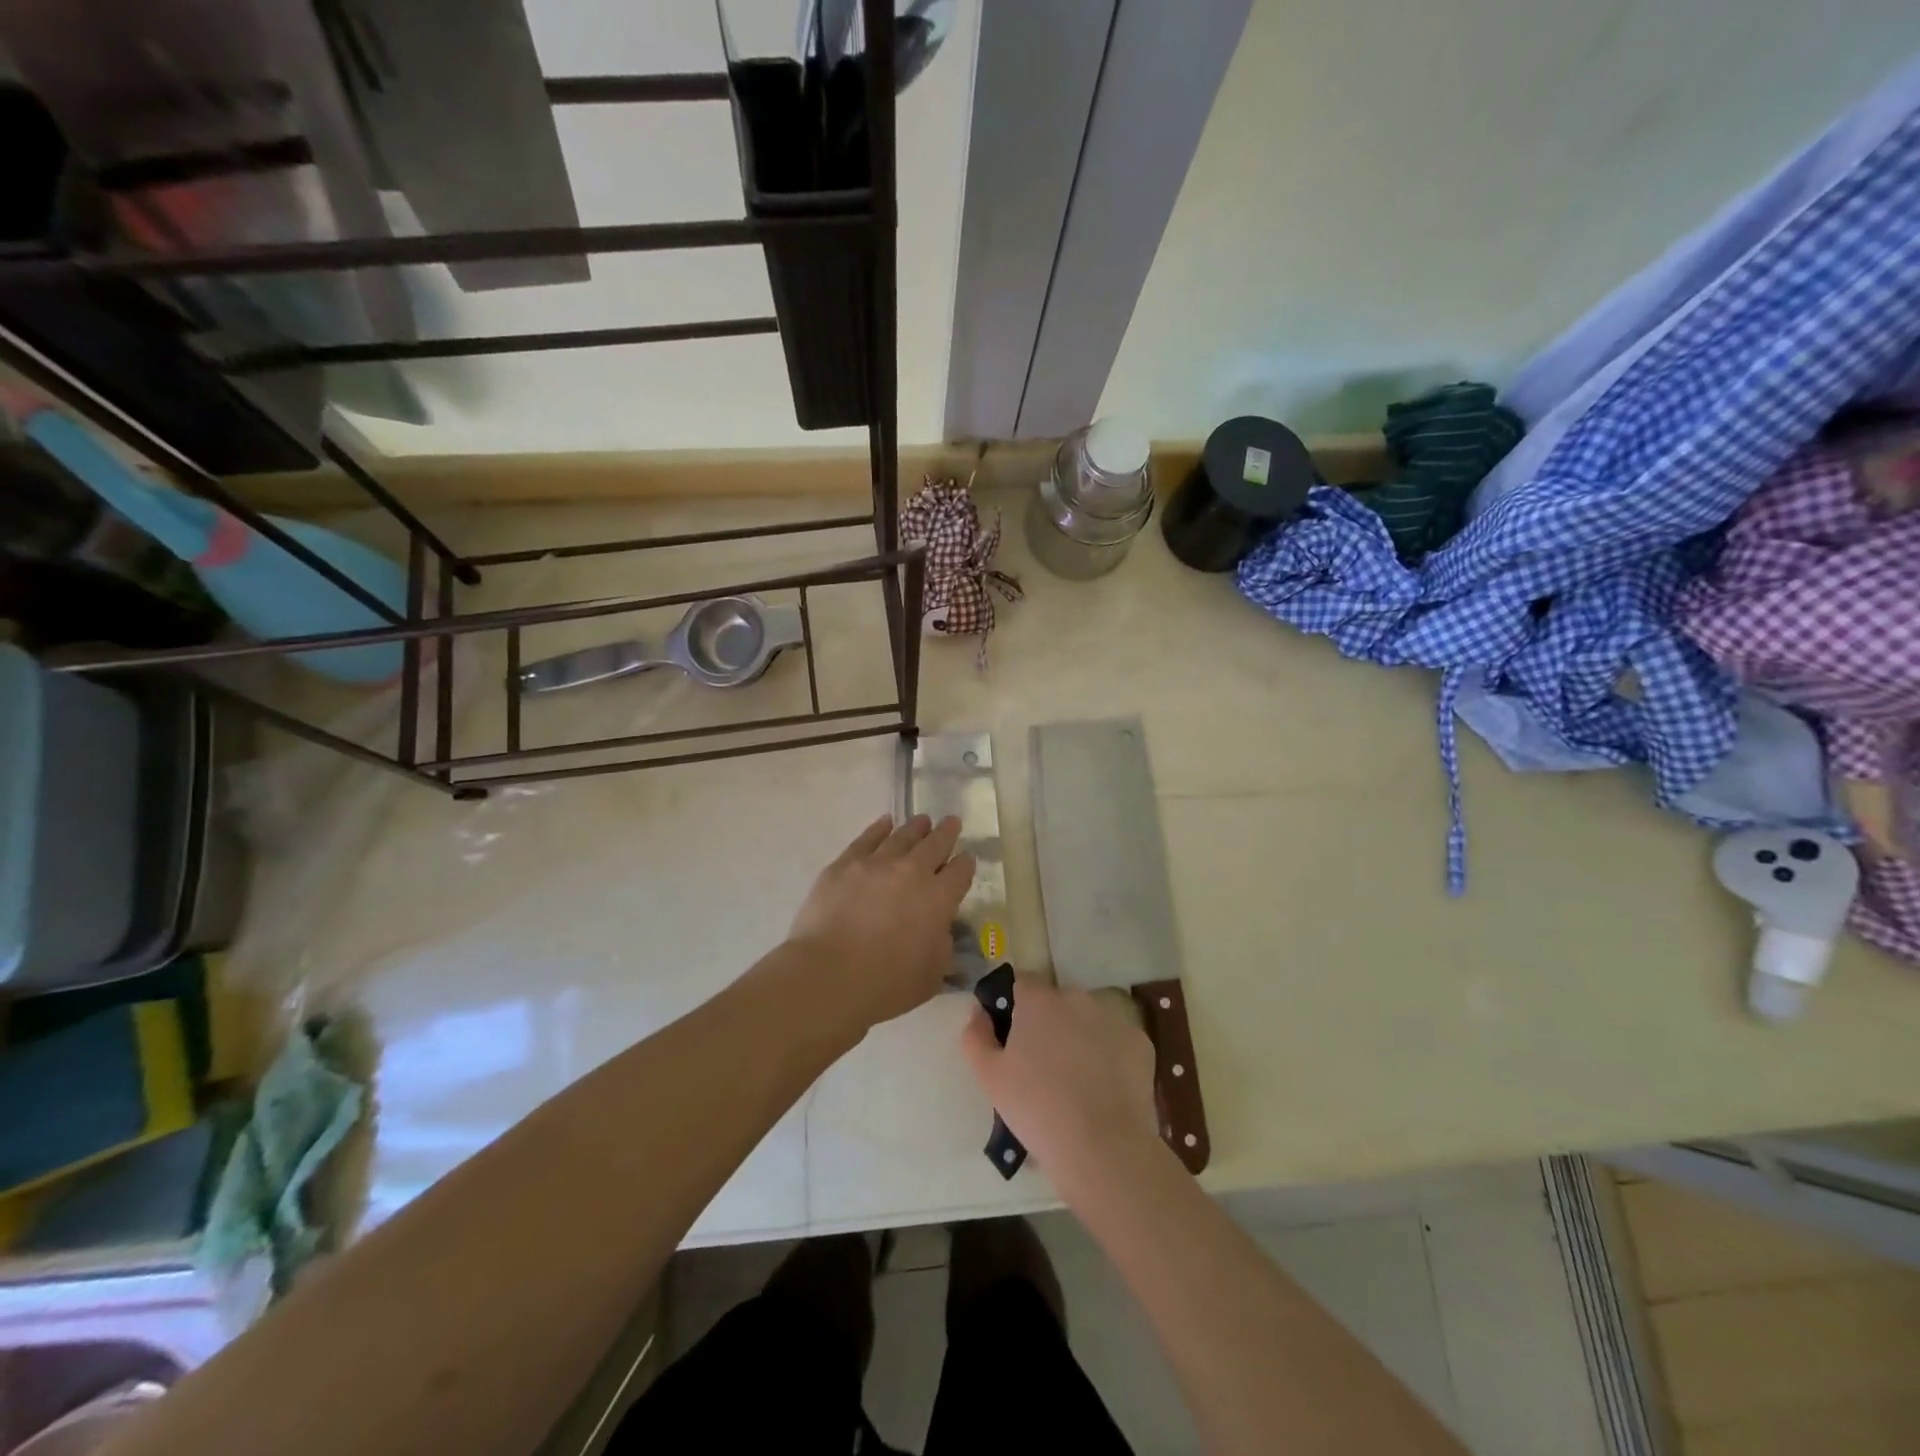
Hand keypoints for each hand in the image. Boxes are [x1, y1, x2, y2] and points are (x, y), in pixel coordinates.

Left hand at [786, 814, 975, 1029]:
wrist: (830, 975)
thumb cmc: (886, 985)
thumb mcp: (932, 975)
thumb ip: (941, 946)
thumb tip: (938, 931)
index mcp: (939, 899)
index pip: (960, 872)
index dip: (965, 864)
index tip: (967, 858)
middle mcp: (912, 872)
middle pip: (935, 844)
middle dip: (946, 833)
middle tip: (952, 822)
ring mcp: (876, 863)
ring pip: (903, 836)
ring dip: (916, 827)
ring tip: (922, 820)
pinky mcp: (844, 864)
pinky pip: (867, 838)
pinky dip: (879, 828)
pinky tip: (885, 823)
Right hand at [961, 980, 1161, 1192]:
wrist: (1102, 1147)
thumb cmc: (1036, 1108)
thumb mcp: (989, 1077)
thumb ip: (976, 1035)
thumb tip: (979, 1012)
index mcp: (1039, 1000)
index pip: (1022, 982)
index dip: (1014, 1005)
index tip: (1012, 1035)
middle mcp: (1077, 997)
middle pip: (1056, 1001)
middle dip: (1048, 1023)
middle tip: (1042, 1065)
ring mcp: (1112, 1017)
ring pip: (1088, 1020)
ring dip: (1079, 1037)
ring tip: (1075, 1081)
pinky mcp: (1140, 1042)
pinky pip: (1116, 1041)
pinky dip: (1108, 1056)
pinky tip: (1103, 1089)